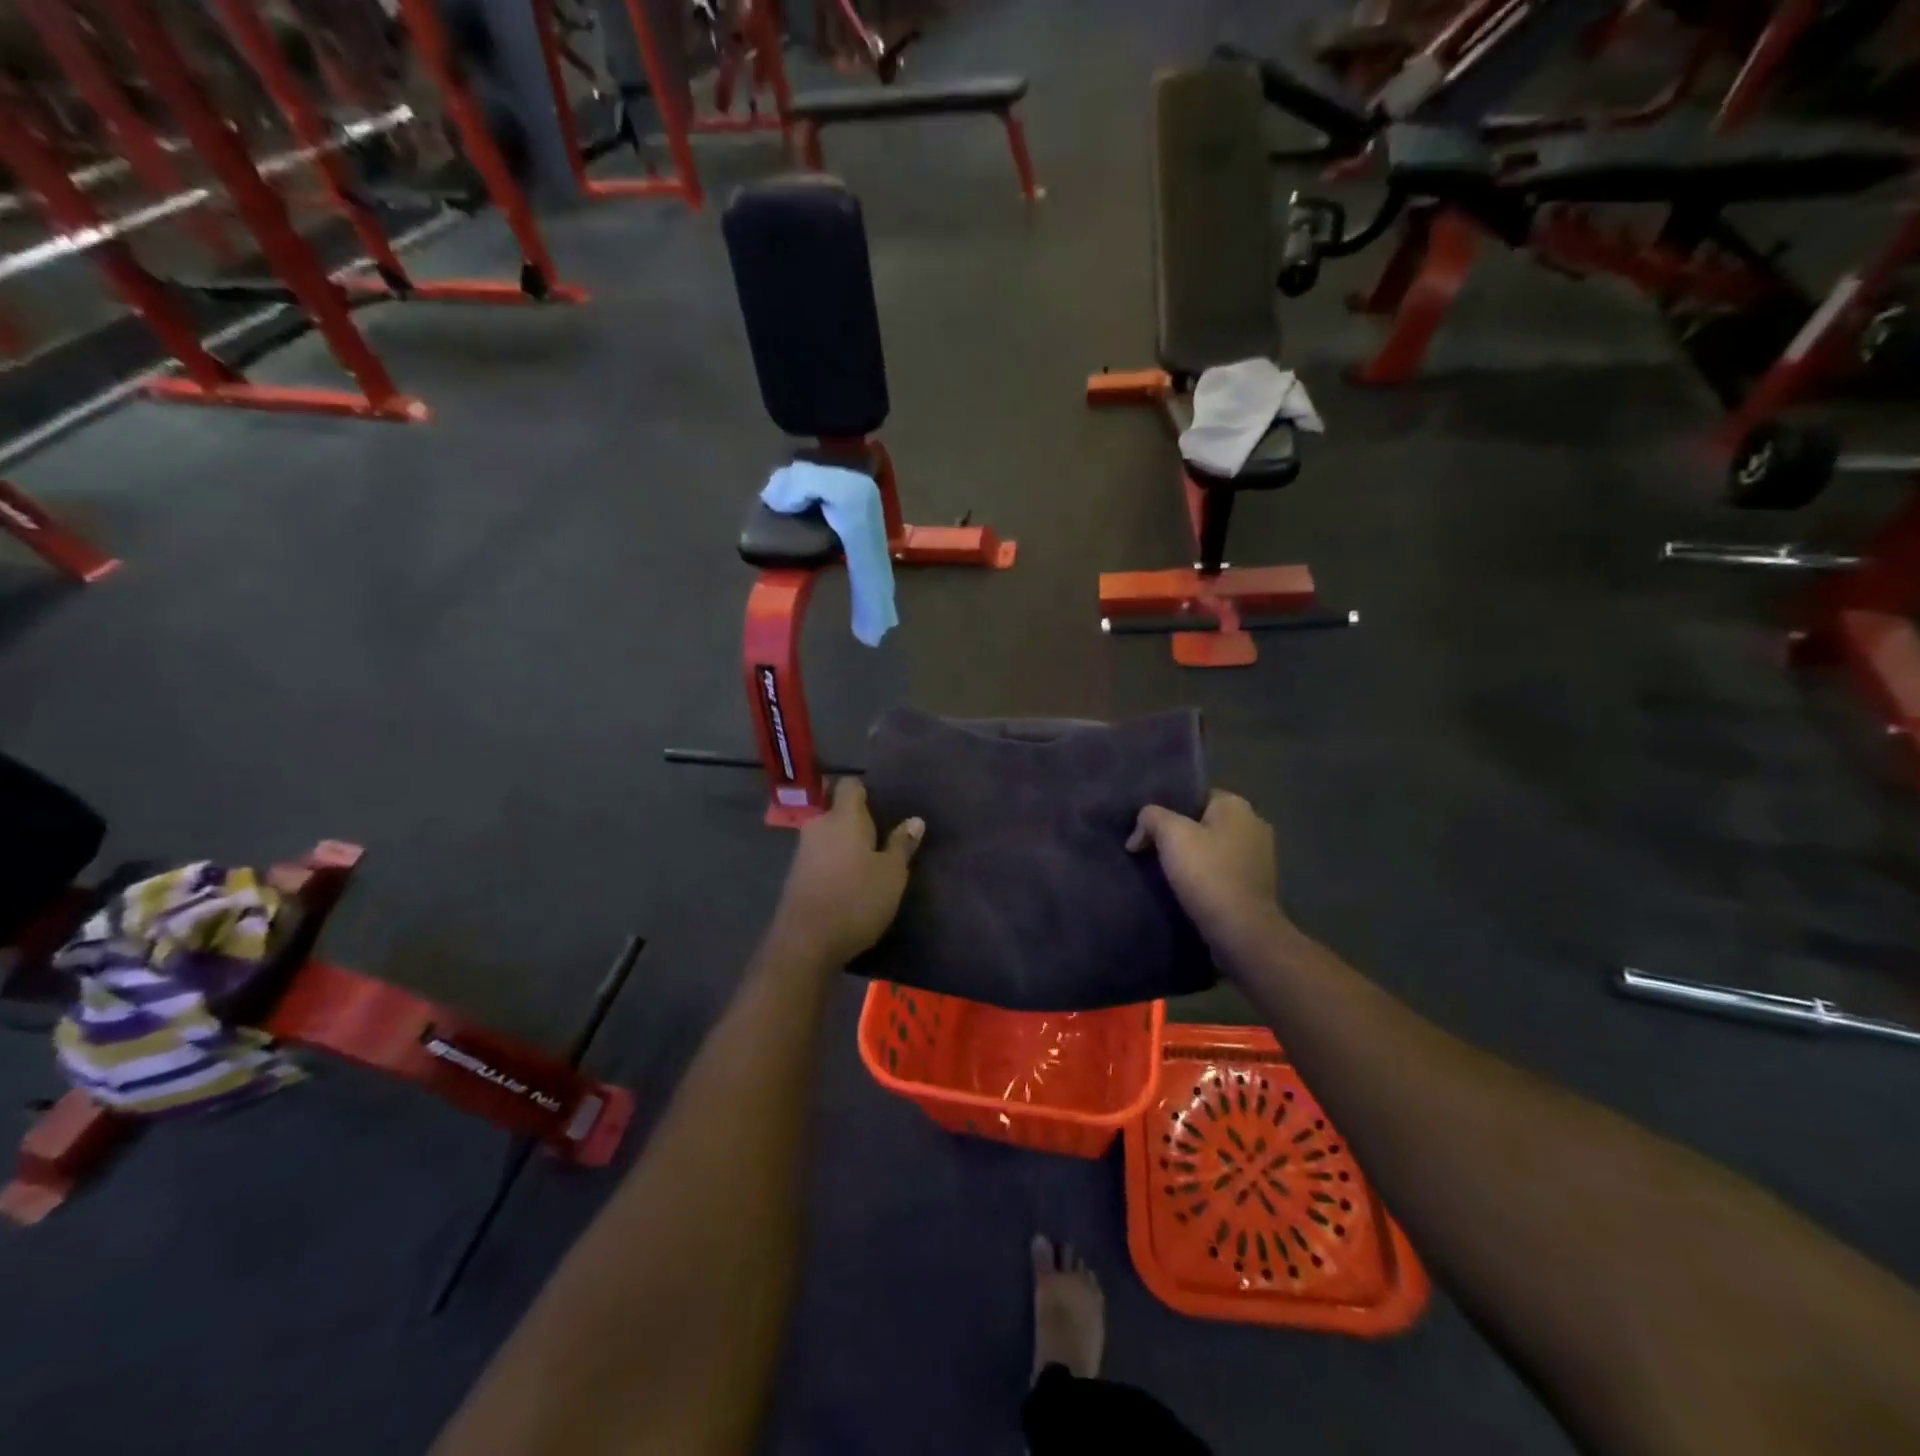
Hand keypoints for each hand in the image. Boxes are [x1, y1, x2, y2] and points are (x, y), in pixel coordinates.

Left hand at [774, 779, 923, 964]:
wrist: (805, 942)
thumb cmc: (856, 899)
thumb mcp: (892, 874)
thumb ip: (901, 844)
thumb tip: (915, 820)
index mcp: (843, 817)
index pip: (849, 785)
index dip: (865, 790)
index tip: (882, 805)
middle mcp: (818, 826)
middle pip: (835, 809)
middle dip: (854, 818)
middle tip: (879, 834)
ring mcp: (803, 851)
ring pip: (827, 834)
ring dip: (844, 842)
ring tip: (868, 860)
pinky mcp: (796, 876)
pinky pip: (820, 856)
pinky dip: (834, 862)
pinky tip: (849, 880)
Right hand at [1127, 790, 1279, 941]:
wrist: (1241, 931)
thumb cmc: (1207, 873)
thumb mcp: (1170, 835)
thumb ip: (1151, 818)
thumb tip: (1140, 830)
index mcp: (1237, 806)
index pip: (1195, 795)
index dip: (1168, 808)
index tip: (1147, 827)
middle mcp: (1254, 824)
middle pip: (1203, 821)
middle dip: (1178, 834)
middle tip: (1149, 848)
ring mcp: (1259, 857)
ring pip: (1213, 848)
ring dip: (1191, 857)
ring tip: (1162, 870)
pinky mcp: (1256, 885)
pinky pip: (1221, 871)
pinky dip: (1204, 876)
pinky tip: (1184, 888)